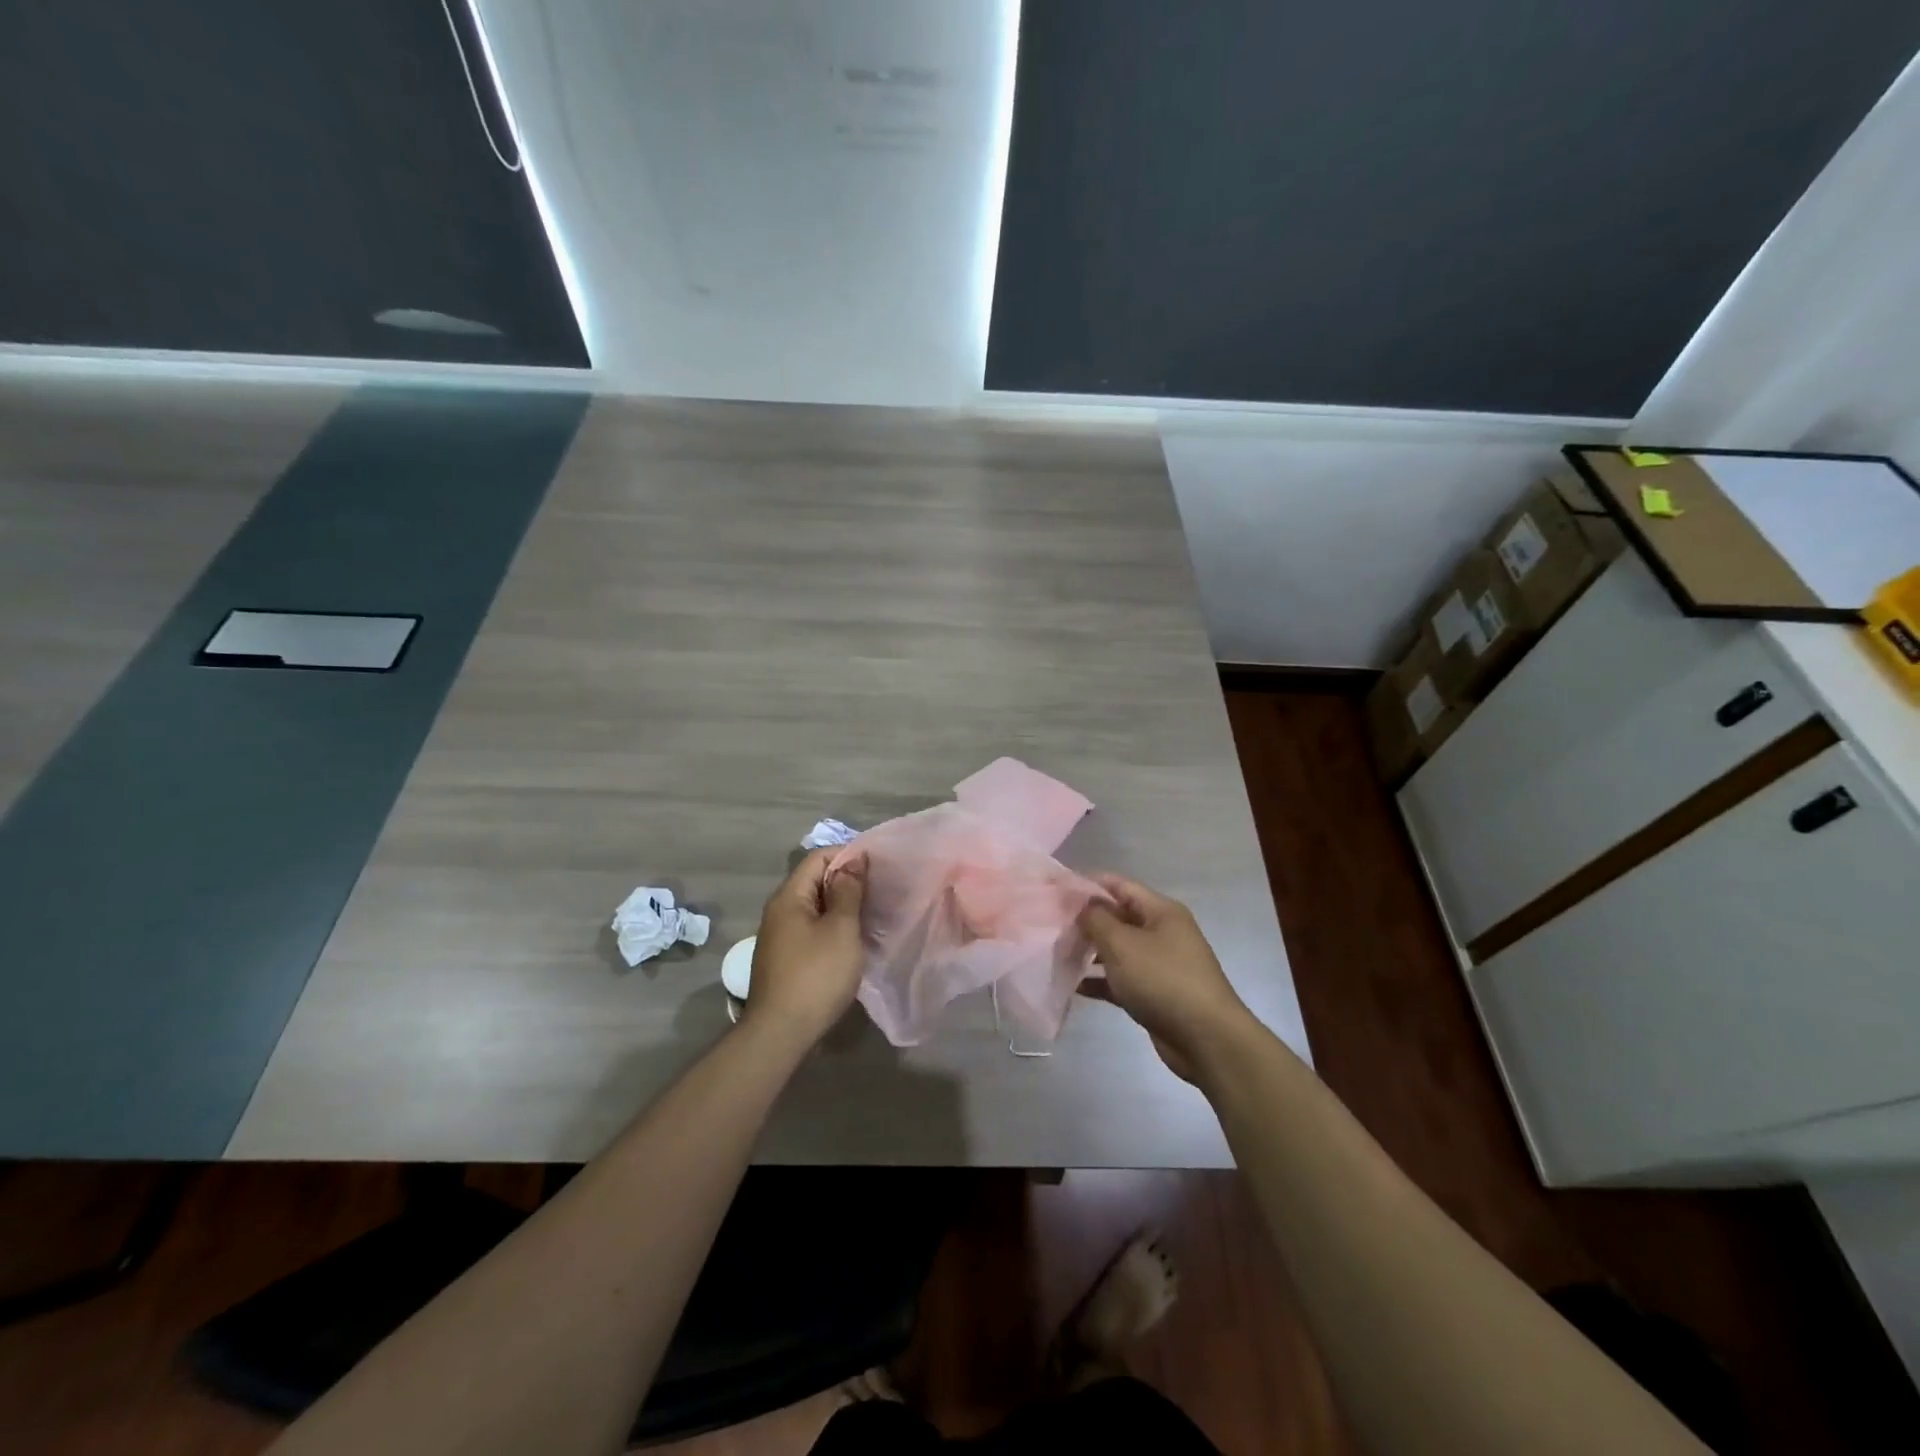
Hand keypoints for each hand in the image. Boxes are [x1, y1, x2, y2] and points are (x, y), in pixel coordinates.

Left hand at [744, 848, 867, 1048]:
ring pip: (815, 907)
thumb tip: (853, 859)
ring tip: (872, 914)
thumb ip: (848, 891)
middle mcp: (779, 911)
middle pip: (815, 881)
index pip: (818, 857)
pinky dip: (833, 927)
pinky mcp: (785, 958)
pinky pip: (811, 929)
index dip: (848, 855)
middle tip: (880, 890)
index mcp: (789, 897)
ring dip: (842, 907)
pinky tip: (852, 940)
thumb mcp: (841, 929)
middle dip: (847, 881)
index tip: (878, 866)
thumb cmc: (816, 975)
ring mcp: (780, 936)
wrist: (781, 1033)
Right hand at [1077, 874, 1254, 1082]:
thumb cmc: (1162, 980)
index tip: (1057, 891)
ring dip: (1090, 951)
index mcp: (1161, 911)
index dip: (1089, 884)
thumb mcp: (1123, 944)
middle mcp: (1162, 932)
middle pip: (1118, 917)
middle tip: (1052, 925)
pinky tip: (1073, 986)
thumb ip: (1096, 919)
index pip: (1120, 885)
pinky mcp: (1154, 993)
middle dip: (1086, 920)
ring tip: (1057, 953)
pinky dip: (1100, 980)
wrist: (1206, 1039)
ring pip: (1118, 950)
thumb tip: (1082, 905)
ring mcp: (1159, 964)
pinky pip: (1121, 979)